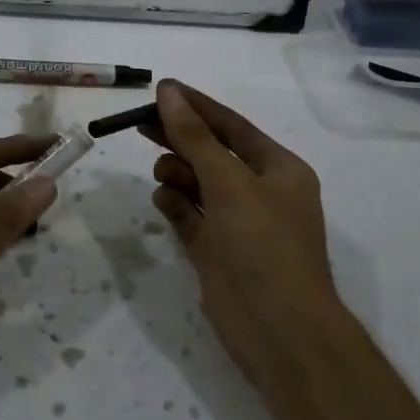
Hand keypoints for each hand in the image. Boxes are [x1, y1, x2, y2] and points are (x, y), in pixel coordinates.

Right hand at [145, 81, 345, 388]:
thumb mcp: (229, 183)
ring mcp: (236, 222)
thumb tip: (169, 92)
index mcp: (278, 169)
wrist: (279, 330)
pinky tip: (165, 201)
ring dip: (178, 173)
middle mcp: (258, 191)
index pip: (230, 125)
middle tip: (140, 124)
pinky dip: (175, 204)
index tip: (161, 88)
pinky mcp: (215, 249)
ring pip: (197, 182)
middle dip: (179, 138)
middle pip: (210, 152)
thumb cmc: (262, 245)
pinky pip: (188, 214)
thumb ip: (195, 137)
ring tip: (165, 177)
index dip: (196, 105)